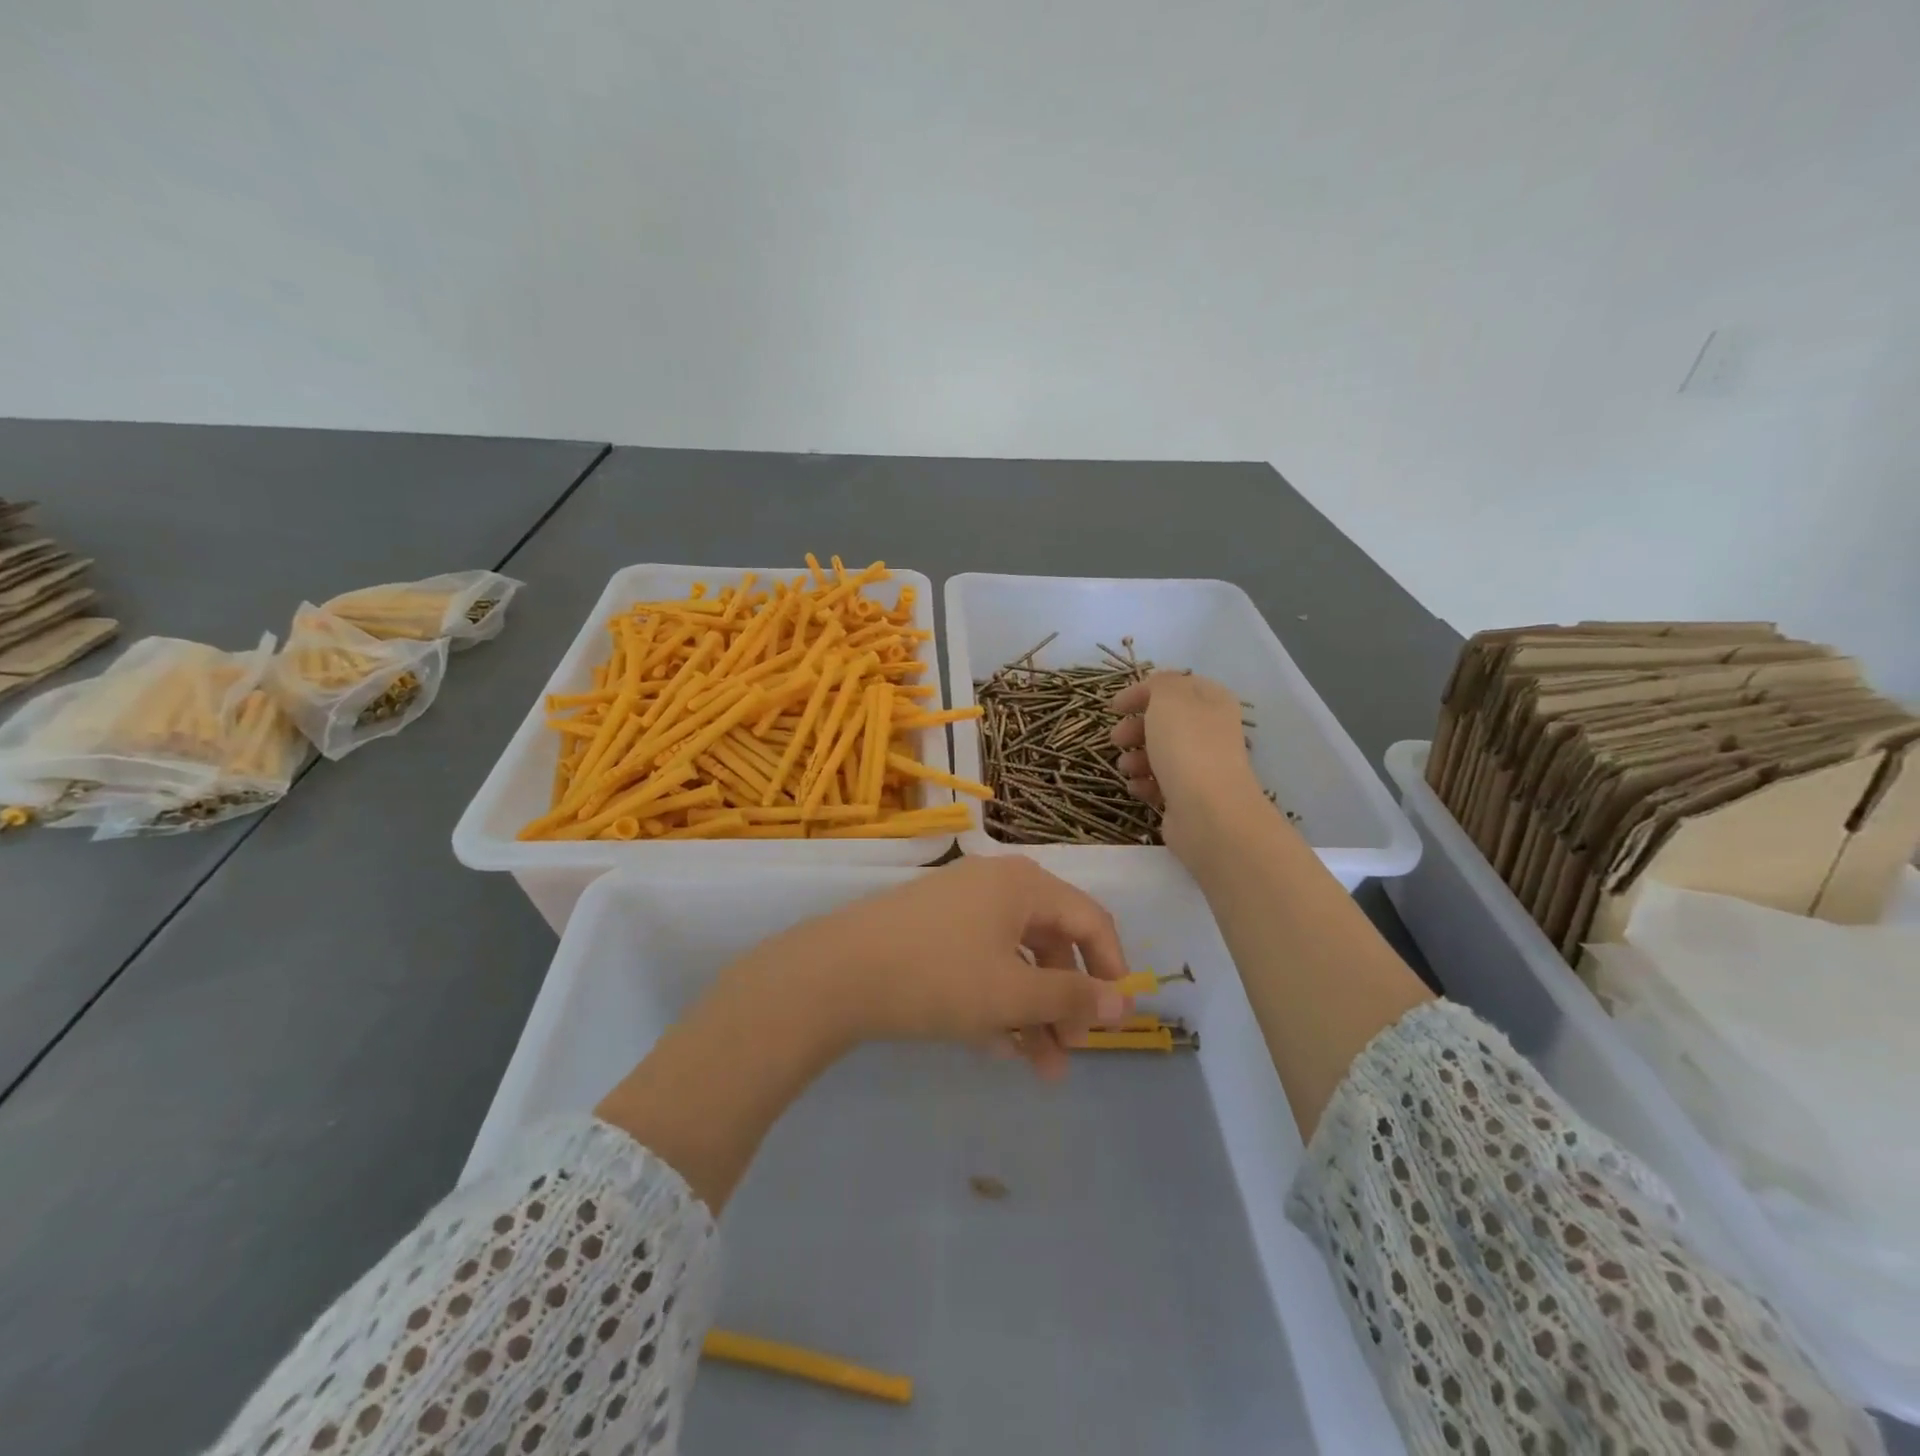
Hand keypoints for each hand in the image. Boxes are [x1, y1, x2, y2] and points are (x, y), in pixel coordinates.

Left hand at [778, 856, 1133, 1080]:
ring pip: (1014, 960)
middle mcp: (996, 886)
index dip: (1111, 969)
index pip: (1090, 920)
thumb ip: (1071, 998)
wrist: (835, 973)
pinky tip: (997, 1049)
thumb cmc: (938, 976)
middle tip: (1071, 1052)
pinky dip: (996, 1002)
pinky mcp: (931, 931)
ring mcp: (960, 907)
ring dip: (1033, 1013)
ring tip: (1041, 1070)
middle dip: (1066, 1002)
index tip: (1117, 1021)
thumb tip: (1122, 1003)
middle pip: (1052, 943)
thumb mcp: (1012, 993)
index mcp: (1024, 886)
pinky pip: (981, 964)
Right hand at [1108, 672, 1269, 859]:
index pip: (1175, 687)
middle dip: (1135, 728)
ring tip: (1126, 767)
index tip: (1114, 707)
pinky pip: (1161, 783)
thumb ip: (1160, 683)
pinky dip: (1144, 784)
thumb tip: (1156, 688)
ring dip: (1136, 758)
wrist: (1208, 812)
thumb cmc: (1187, 747)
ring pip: (1160, 754)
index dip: (1143, 692)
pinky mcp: (1190, 797)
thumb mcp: (1169, 698)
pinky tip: (1137, 787)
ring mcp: (1202, 766)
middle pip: (1165, 722)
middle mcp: (1211, 731)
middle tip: (1117, 738)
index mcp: (1212, 702)